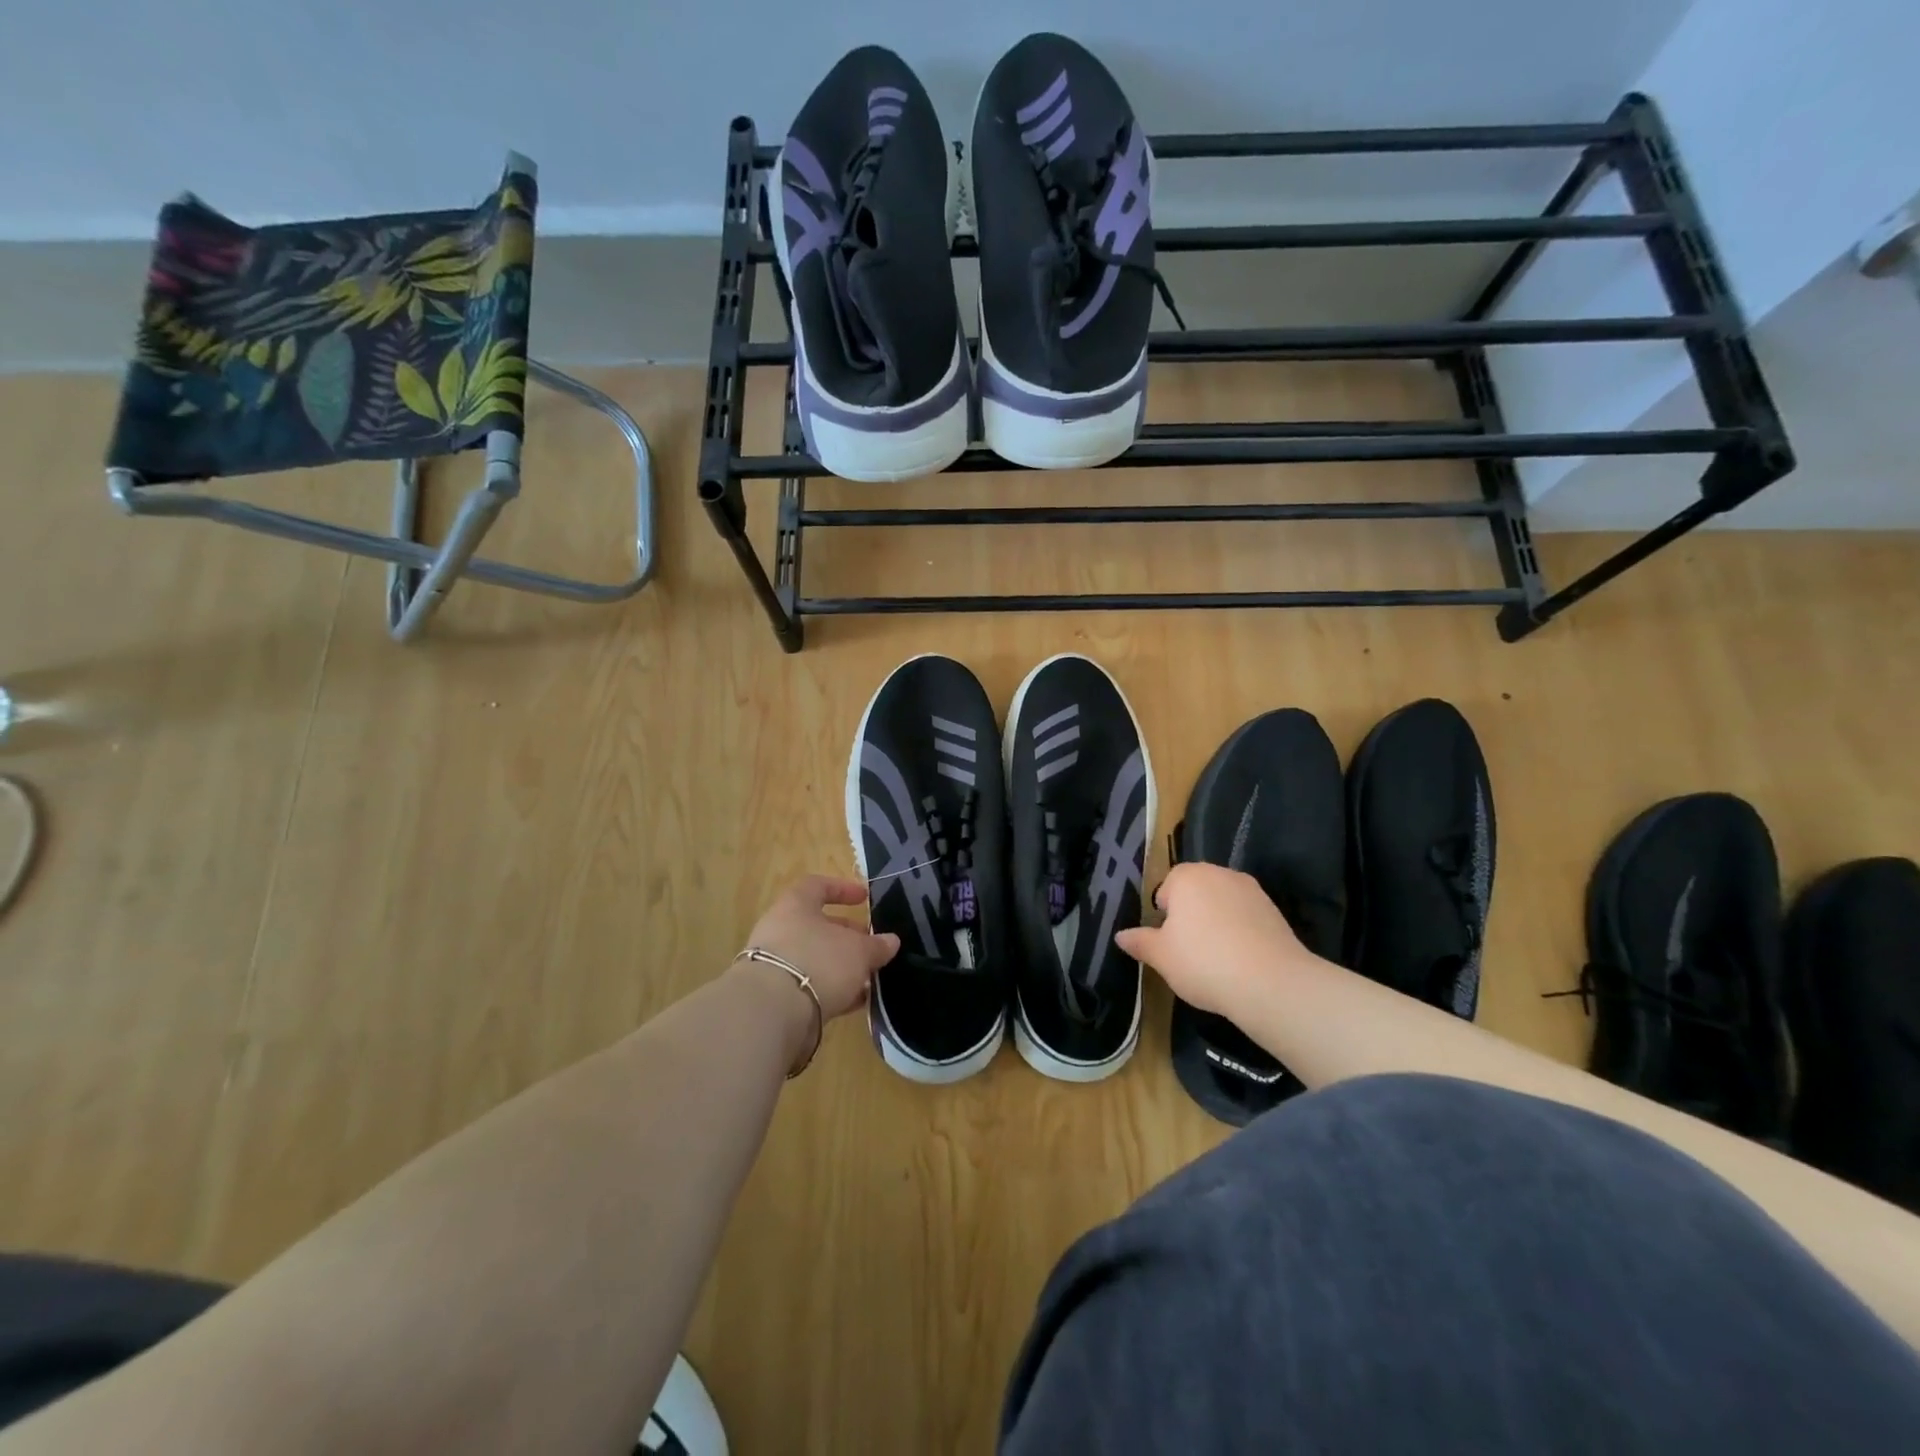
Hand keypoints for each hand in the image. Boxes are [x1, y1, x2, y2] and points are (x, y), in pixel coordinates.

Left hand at [741, 875, 899, 1020]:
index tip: (864, 899)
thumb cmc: (818, 962)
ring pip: (814, 958)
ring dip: (841, 966)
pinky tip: (854, 1002)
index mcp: (796, 905)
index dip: (842, 889)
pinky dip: (831, 990)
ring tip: (869, 978)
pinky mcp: (775, 996)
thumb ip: (876, 946)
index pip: (817, 886)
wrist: (771, 1012)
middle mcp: (780, 930)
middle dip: (847, 936)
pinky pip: (808, 986)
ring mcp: (774, 964)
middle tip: (871, 946)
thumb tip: (891, 941)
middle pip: (817, 926)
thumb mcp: (858, 951)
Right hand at [1116, 862, 1317, 1017]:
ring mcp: (1251, 890)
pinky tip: (1240, 960)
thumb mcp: (1161, 956)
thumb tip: (1120, 936)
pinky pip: (1246, 917)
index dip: (1164, 916)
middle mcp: (1219, 873)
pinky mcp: (1274, 910)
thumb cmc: (1203, 962)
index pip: (1166, 888)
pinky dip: (1240, 932)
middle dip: (1190, 915)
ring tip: (1216, 959)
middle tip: (1188, 951)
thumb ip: (1140, 942)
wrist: (1271, 983)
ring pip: (1222, 903)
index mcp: (1187, 877)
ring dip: (1216, 922)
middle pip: (1196, 892)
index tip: (1169, 942)